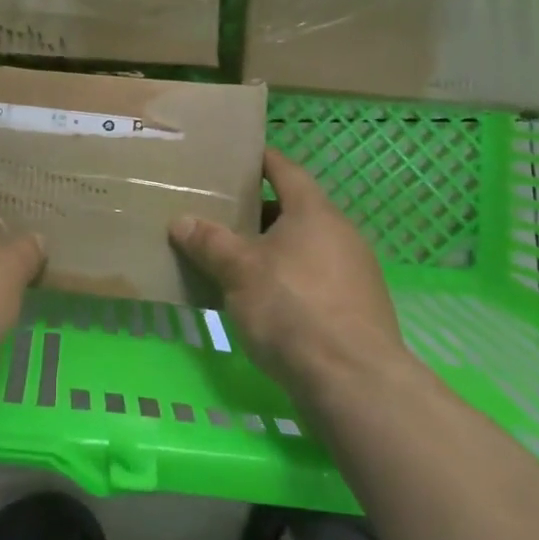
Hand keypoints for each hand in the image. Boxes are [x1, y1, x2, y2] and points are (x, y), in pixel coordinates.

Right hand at [168, 148, 412, 400]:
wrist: (354, 382)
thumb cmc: (292, 308)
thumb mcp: (239, 271)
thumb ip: (209, 242)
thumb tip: (181, 221)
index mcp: (314, 212)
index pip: (285, 170)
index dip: (260, 160)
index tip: (234, 157)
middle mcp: (340, 234)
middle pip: (293, 210)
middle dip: (256, 212)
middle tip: (218, 213)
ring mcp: (354, 274)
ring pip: (303, 248)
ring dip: (270, 250)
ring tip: (230, 259)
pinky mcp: (357, 310)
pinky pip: (313, 280)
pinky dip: (286, 280)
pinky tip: (259, 300)